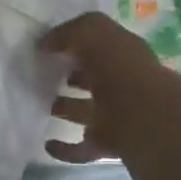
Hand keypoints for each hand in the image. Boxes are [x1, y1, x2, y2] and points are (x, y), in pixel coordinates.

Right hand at [40, 11, 180, 162]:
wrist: (142, 116)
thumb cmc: (119, 67)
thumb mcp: (92, 31)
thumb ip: (67, 32)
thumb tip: (44, 44)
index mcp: (121, 56)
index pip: (96, 48)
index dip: (74, 45)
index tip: (47, 49)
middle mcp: (120, 85)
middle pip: (91, 80)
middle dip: (70, 78)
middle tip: (40, 76)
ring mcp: (114, 117)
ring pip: (84, 112)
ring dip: (64, 110)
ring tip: (38, 105)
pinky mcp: (106, 144)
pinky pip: (81, 147)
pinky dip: (65, 149)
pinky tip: (47, 145)